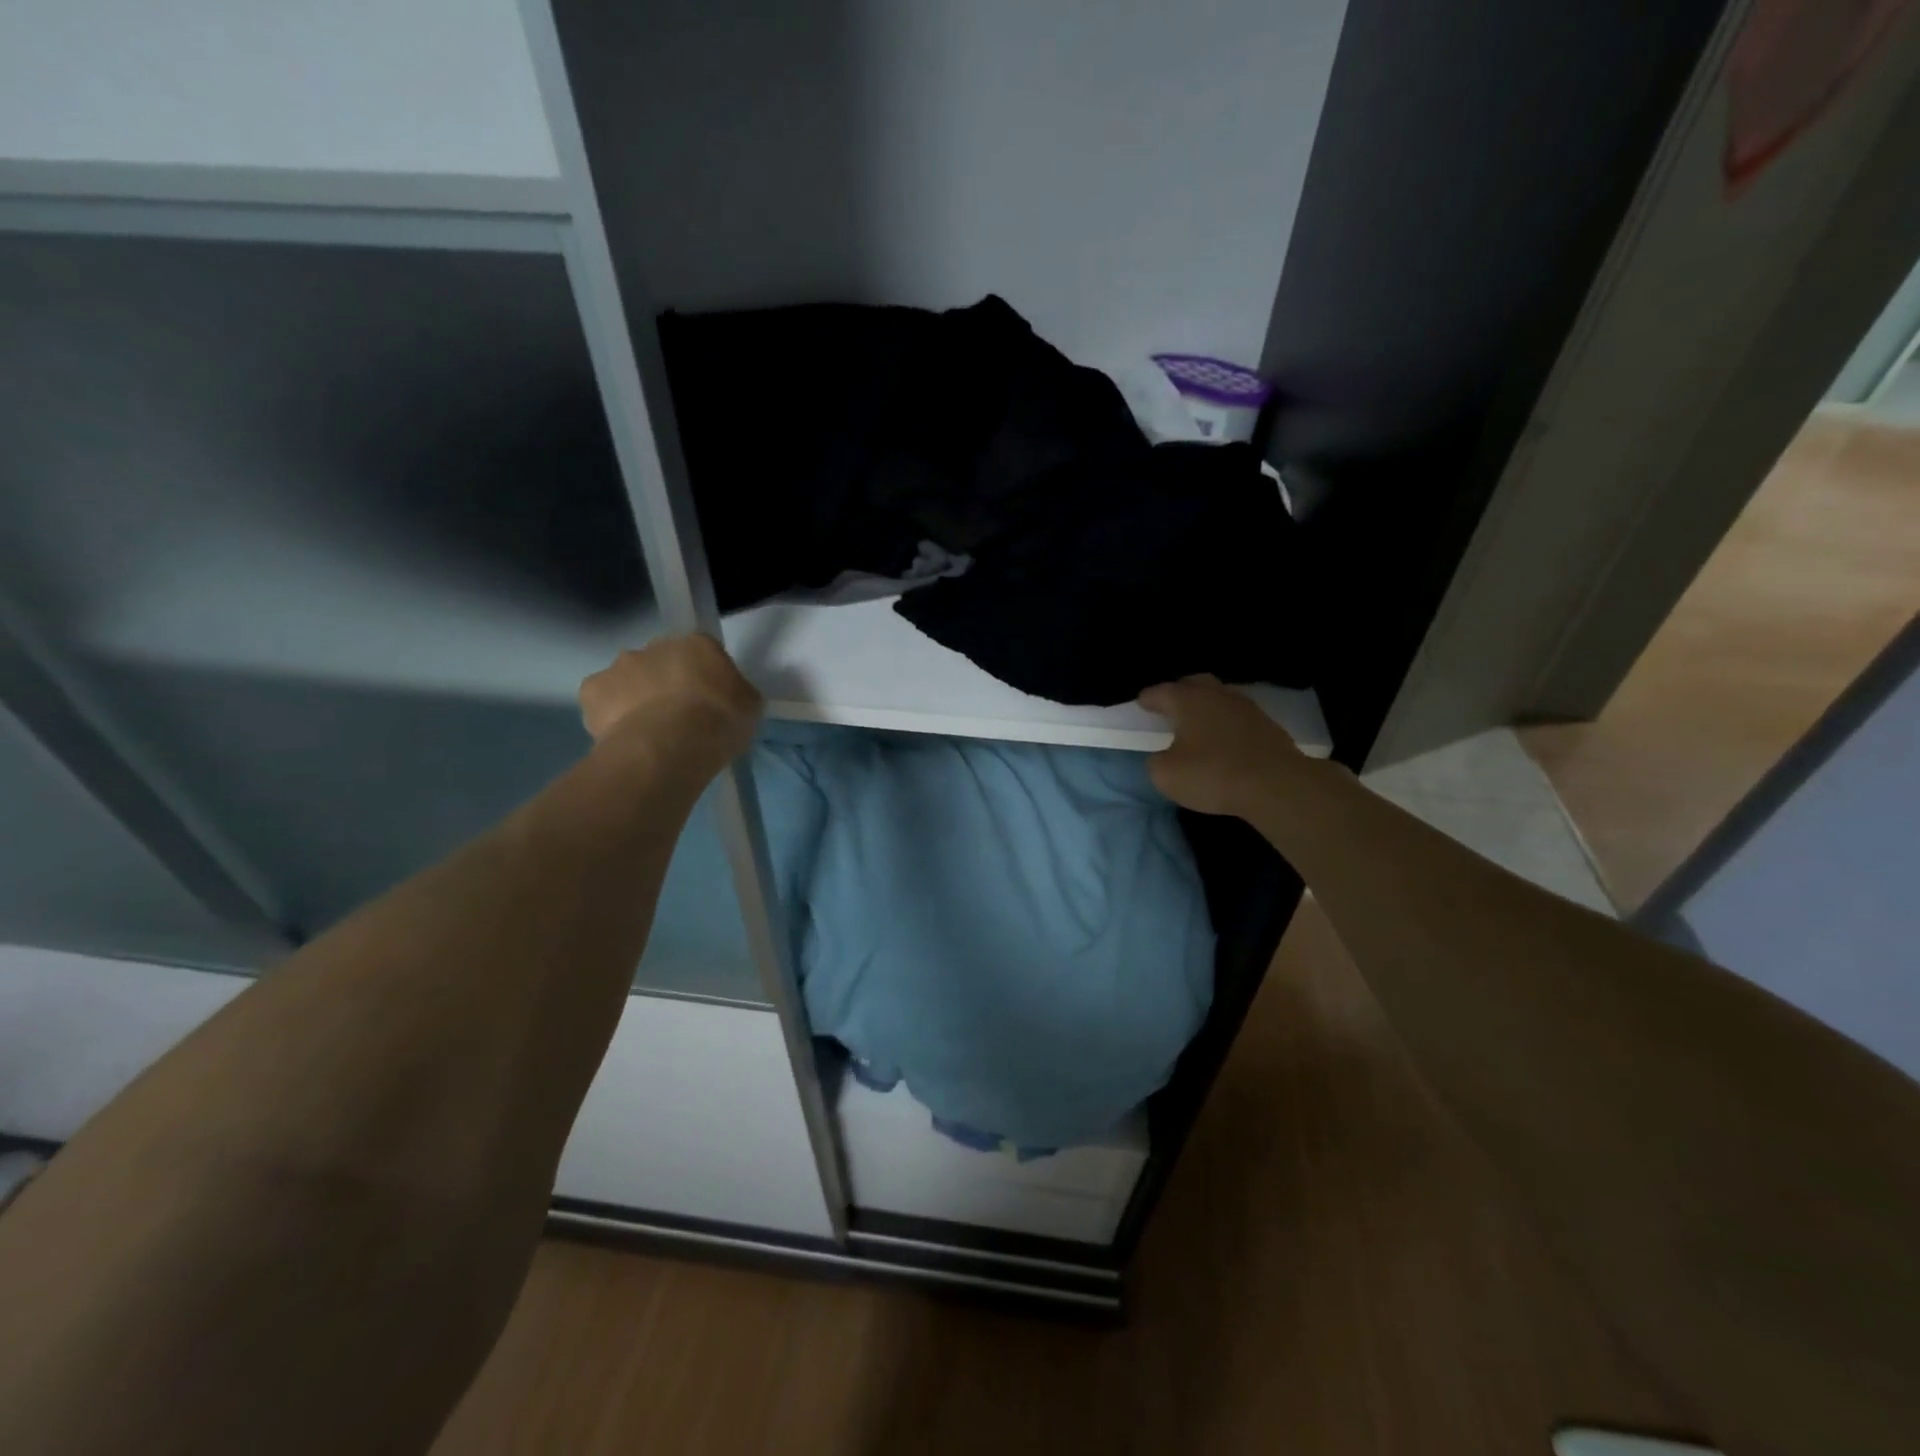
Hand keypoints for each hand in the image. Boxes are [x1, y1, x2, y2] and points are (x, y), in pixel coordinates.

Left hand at [580, 634, 762, 768]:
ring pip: (628, 679)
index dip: (705, 678)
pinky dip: (609, 715)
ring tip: (649, 733)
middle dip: (666, 683)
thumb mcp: (749, 708)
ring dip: (636, 697)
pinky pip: (602, 701)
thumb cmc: (719, 722)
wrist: (670, 746)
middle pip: (661, 661)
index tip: (708, 702)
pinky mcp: (592, 690)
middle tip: (678, 717)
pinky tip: (624, 737)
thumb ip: (736, 694)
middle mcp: (655, 646)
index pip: (702, 653)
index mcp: (698, 644)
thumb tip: (728, 698)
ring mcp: (620, 666)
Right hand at [1139, 675, 1302, 815]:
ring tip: (1198, 725)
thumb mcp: (1166, 775)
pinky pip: (1238, 717)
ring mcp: (1246, 707)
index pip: (1160, 692)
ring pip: (1219, 698)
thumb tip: (1164, 756)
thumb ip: (1157, 761)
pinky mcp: (1267, 725)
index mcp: (1187, 700)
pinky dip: (1226, 724)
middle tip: (1170, 708)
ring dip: (1207, 707)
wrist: (1276, 785)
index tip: (1141, 705)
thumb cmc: (1212, 774)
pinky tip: (1224, 740)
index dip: (1148, 699)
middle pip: (1194, 684)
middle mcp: (1216, 695)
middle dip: (1180, 693)